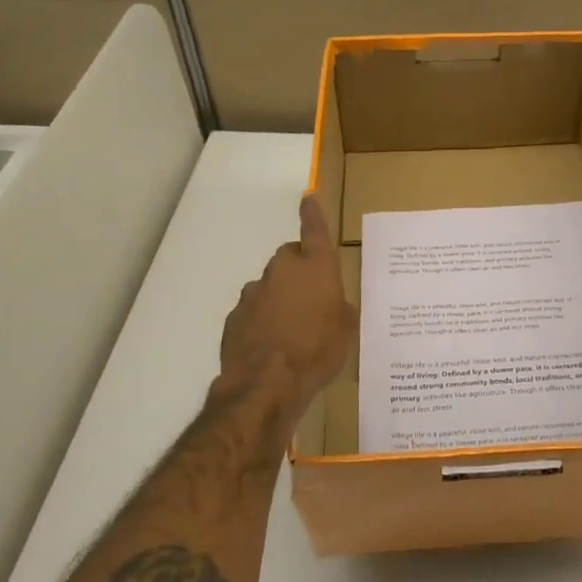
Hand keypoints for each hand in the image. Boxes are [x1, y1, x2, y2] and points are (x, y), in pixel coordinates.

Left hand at [219, 193, 355, 416]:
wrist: (266, 384)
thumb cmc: (318, 351)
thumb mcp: (347, 331)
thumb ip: (340, 309)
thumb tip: (333, 305)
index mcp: (315, 268)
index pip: (315, 230)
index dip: (313, 213)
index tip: (308, 197)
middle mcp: (282, 271)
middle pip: (290, 258)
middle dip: (300, 271)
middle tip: (313, 298)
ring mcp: (254, 293)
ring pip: (270, 285)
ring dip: (280, 298)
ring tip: (292, 331)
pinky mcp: (235, 317)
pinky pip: (253, 311)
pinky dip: (262, 321)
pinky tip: (271, 346)